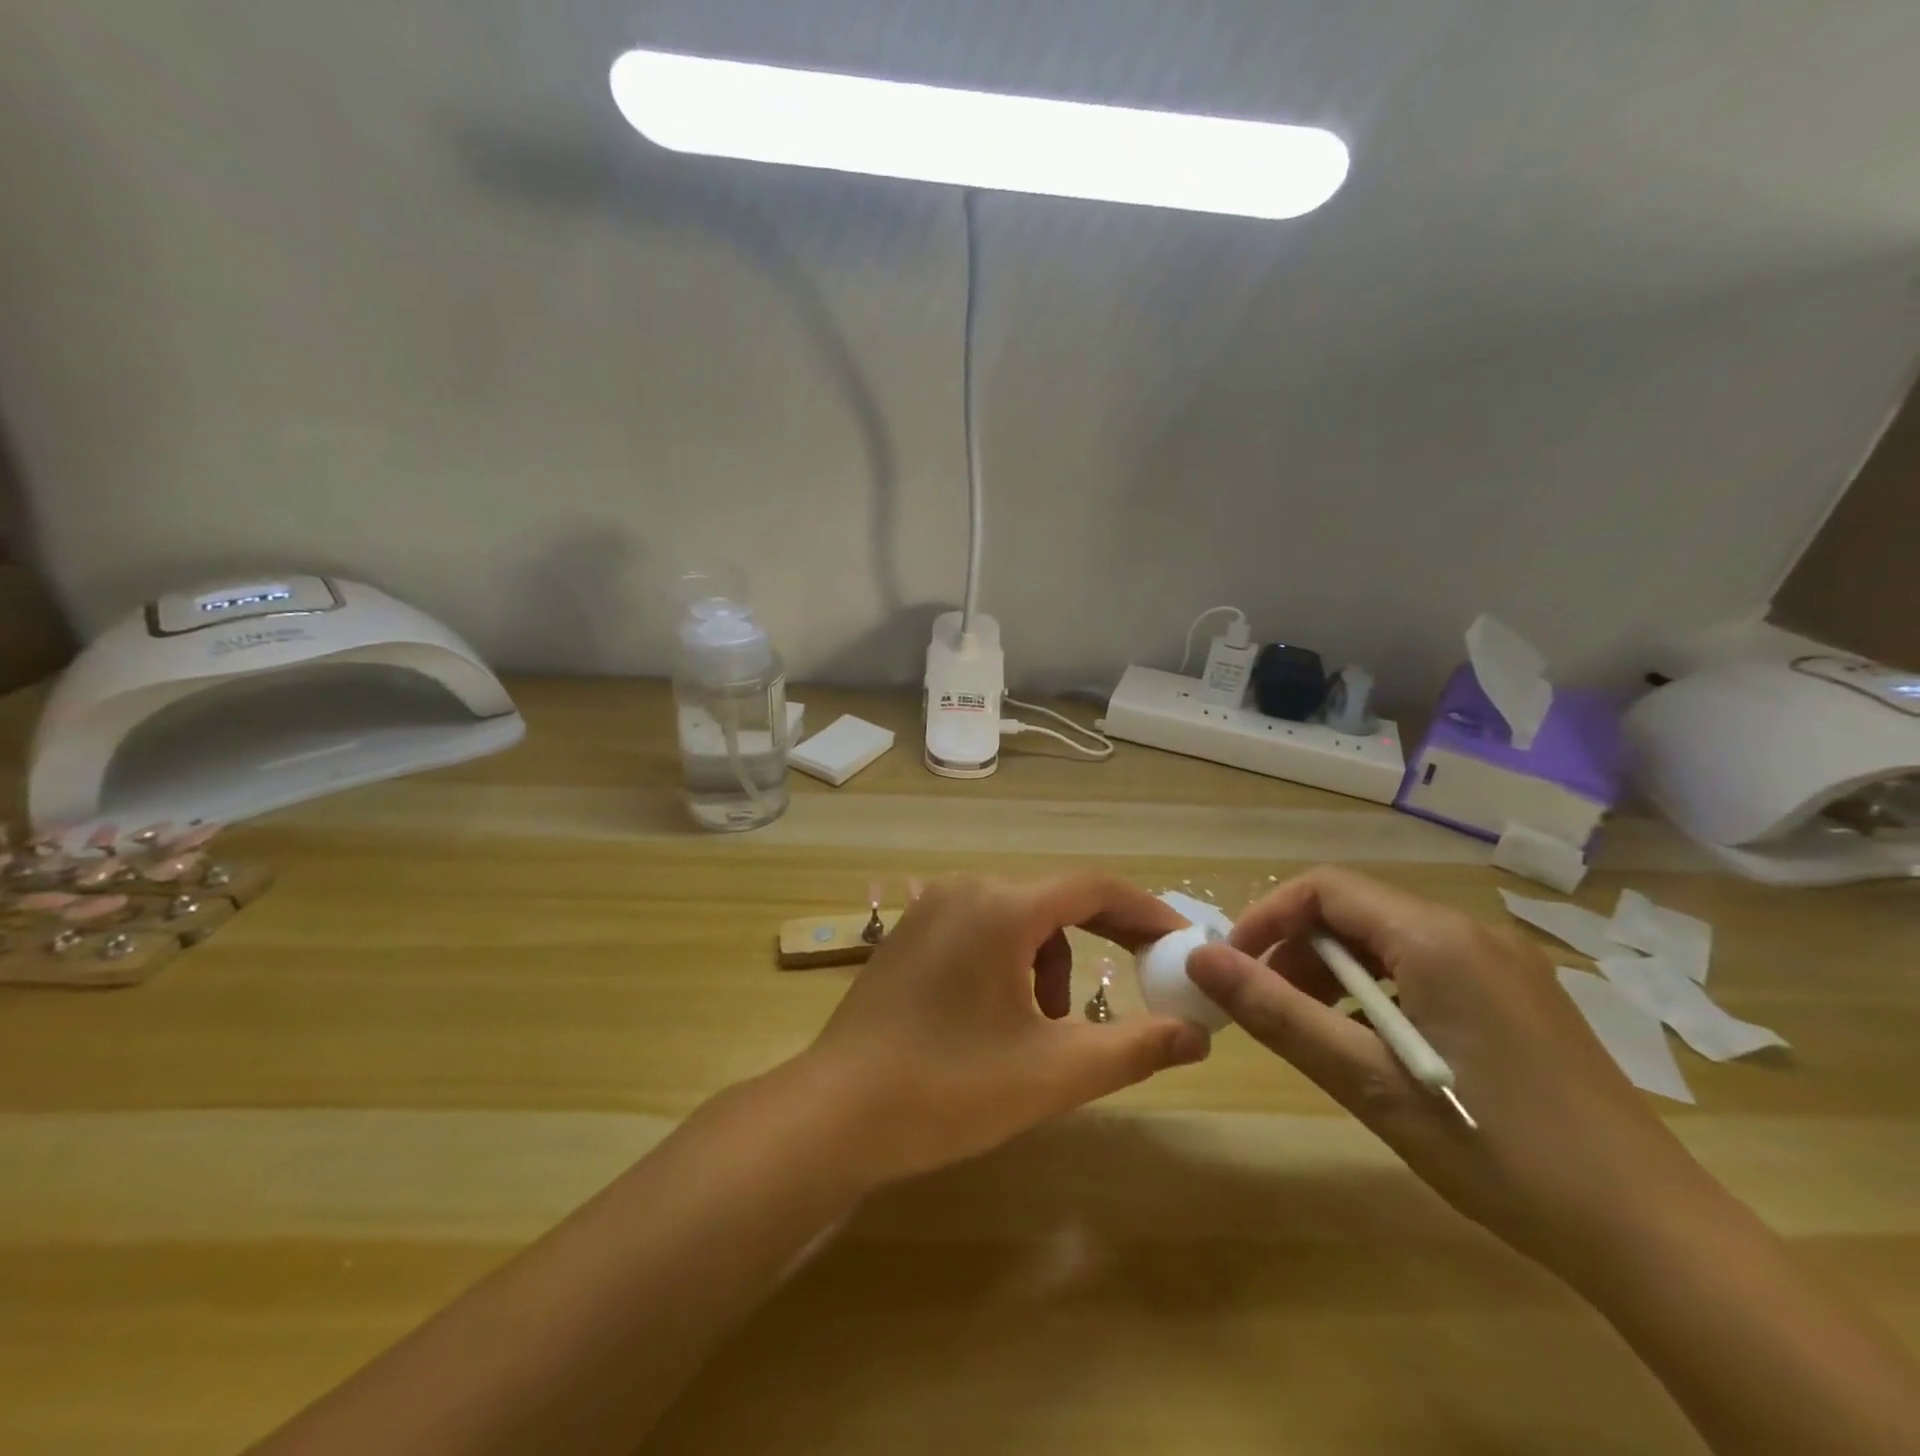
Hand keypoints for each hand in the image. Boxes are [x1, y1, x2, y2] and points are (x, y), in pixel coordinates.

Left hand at [800, 873, 1211, 1184]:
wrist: (835, 1114)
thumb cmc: (950, 1088)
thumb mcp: (1054, 1073)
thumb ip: (1135, 1048)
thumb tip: (1198, 1035)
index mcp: (1002, 906)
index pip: (1094, 887)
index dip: (1146, 912)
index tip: (1180, 944)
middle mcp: (965, 890)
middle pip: (1055, 900)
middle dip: (1101, 940)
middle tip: (1138, 979)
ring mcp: (930, 909)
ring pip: (1018, 918)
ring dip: (1050, 961)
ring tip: (1048, 1026)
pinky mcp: (909, 935)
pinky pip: (981, 929)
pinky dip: (1011, 962)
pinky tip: (1000, 1017)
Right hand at [1187, 867, 1721, 1267]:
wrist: (1654, 1236)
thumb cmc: (1497, 1149)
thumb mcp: (1368, 1082)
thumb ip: (1278, 1012)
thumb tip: (1201, 959)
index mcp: (1436, 938)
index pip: (1324, 888)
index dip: (1267, 917)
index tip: (1233, 967)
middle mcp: (1470, 932)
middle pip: (1354, 910)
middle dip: (1297, 949)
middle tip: (1268, 1007)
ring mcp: (1502, 963)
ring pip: (1387, 940)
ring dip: (1335, 973)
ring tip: (1316, 1032)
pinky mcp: (1518, 995)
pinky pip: (1424, 967)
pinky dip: (1379, 991)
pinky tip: (1376, 1047)